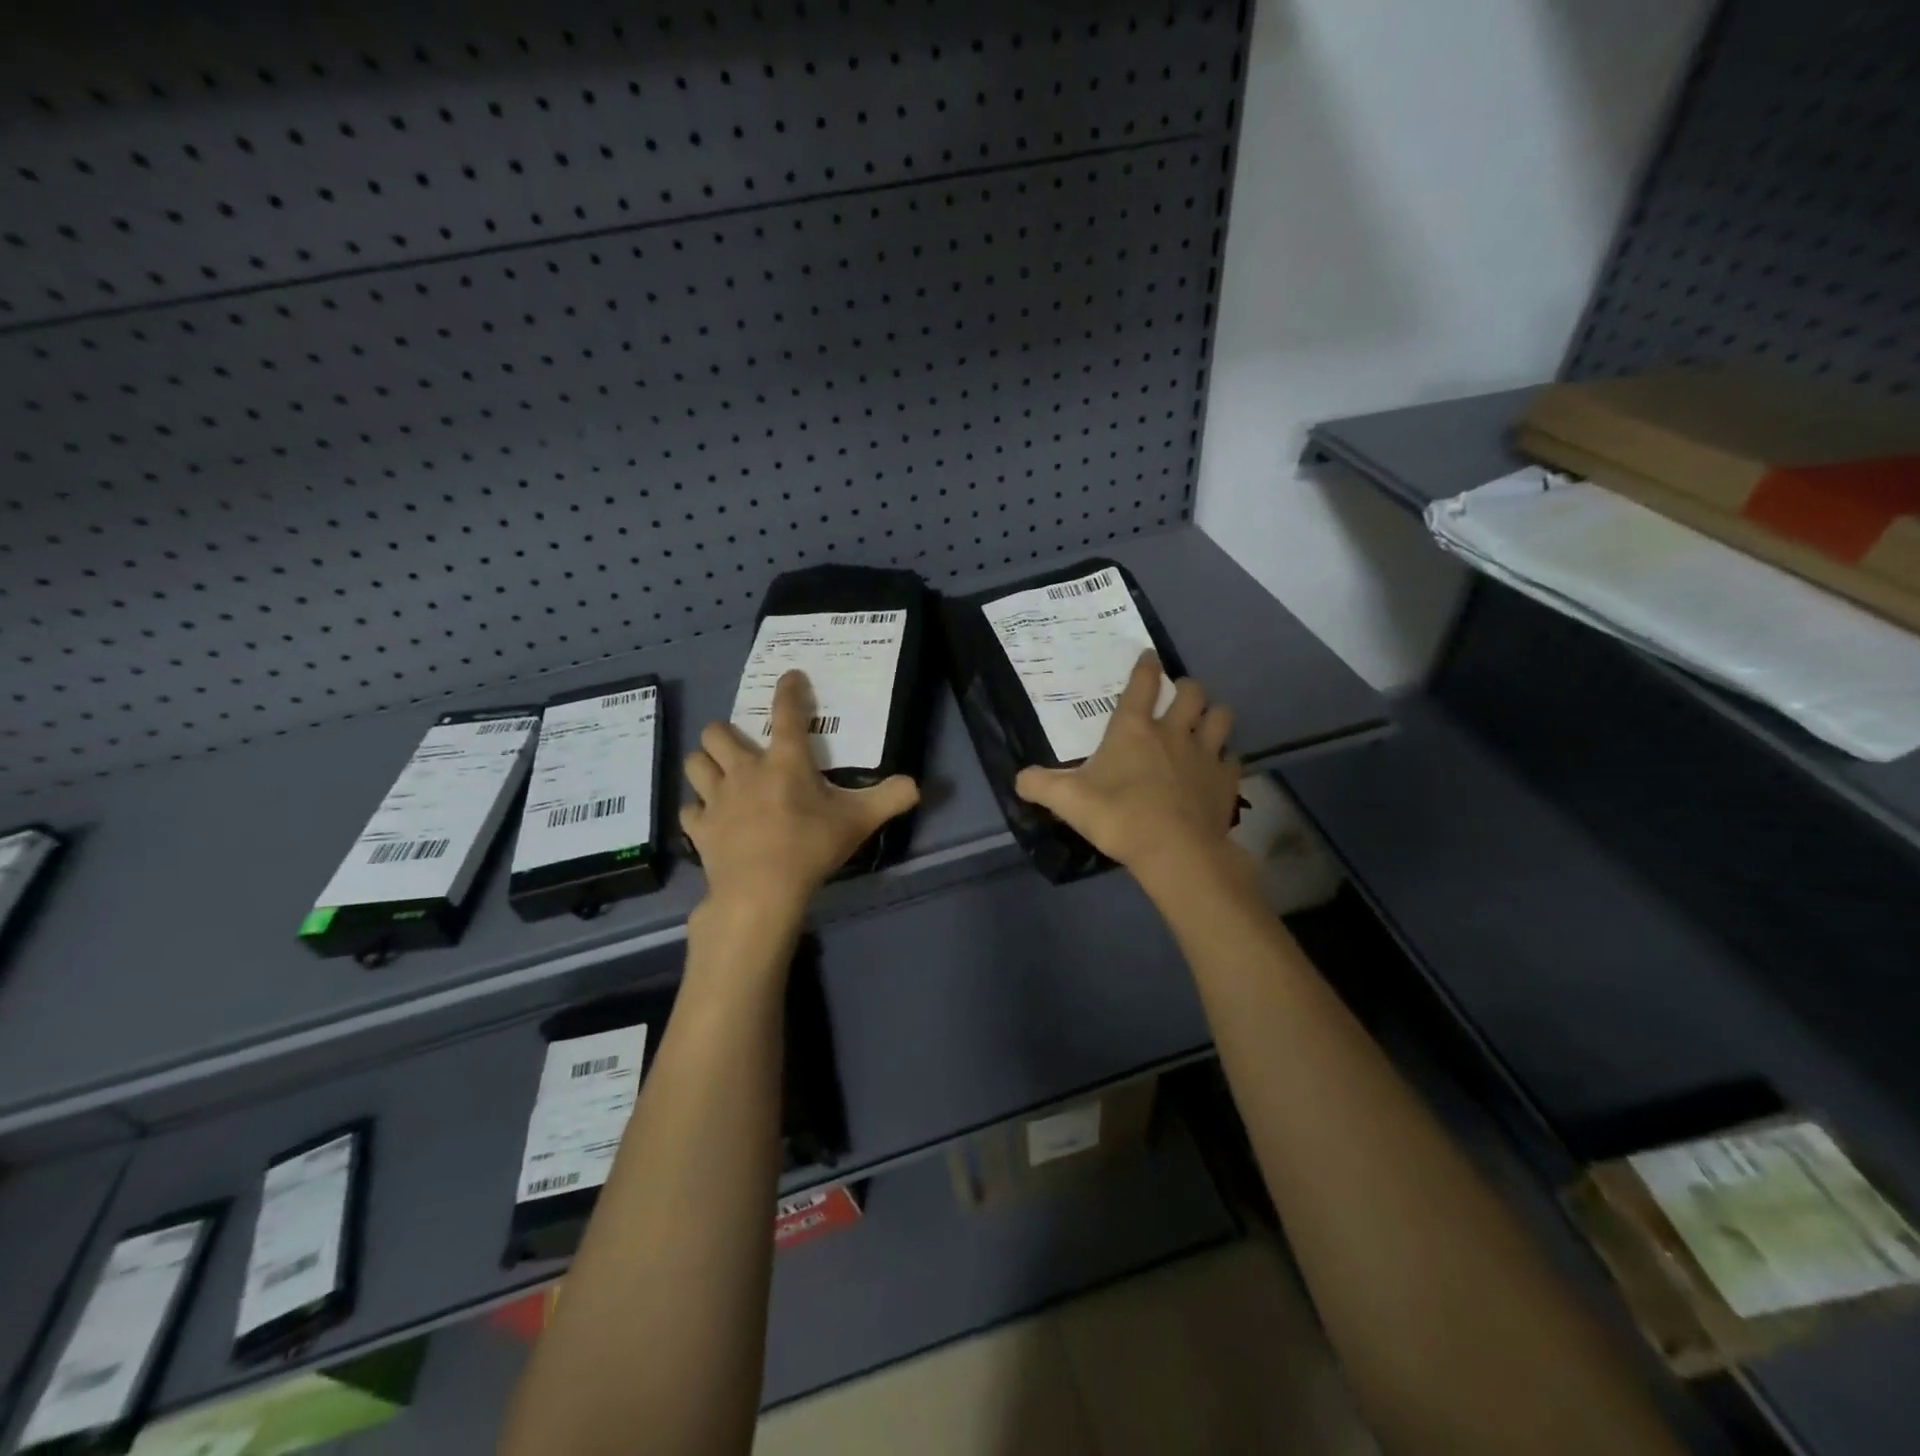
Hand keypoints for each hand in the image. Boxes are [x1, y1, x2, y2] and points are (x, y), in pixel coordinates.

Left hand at [681, 670, 919, 915]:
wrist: (761, 891)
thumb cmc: (810, 847)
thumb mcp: (859, 822)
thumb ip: (890, 799)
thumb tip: (916, 785)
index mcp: (785, 762)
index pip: (787, 713)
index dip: (789, 690)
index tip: (790, 677)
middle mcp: (745, 771)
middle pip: (717, 733)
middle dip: (726, 732)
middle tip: (742, 746)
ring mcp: (717, 798)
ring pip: (695, 764)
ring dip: (705, 764)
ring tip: (719, 774)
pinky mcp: (700, 827)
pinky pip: (689, 809)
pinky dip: (698, 810)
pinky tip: (710, 818)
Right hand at [1014, 651, 1240, 879]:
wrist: (1174, 851)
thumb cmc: (1118, 816)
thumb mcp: (1067, 801)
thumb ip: (1040, 785)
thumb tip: (1019, 778)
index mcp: (1133, 729)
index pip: (1142, 684)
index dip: (1145, 666)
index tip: (1149, 656)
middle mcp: (1173, 732)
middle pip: (1191, 692)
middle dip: (1186, 688)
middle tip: (1179, 695)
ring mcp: (1205, 754)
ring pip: (1221, 717)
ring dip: (1214, 715)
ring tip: (1206, 723)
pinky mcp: (1226, 780)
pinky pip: (1232, 758)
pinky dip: (1225, 758)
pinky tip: (1217, 767)